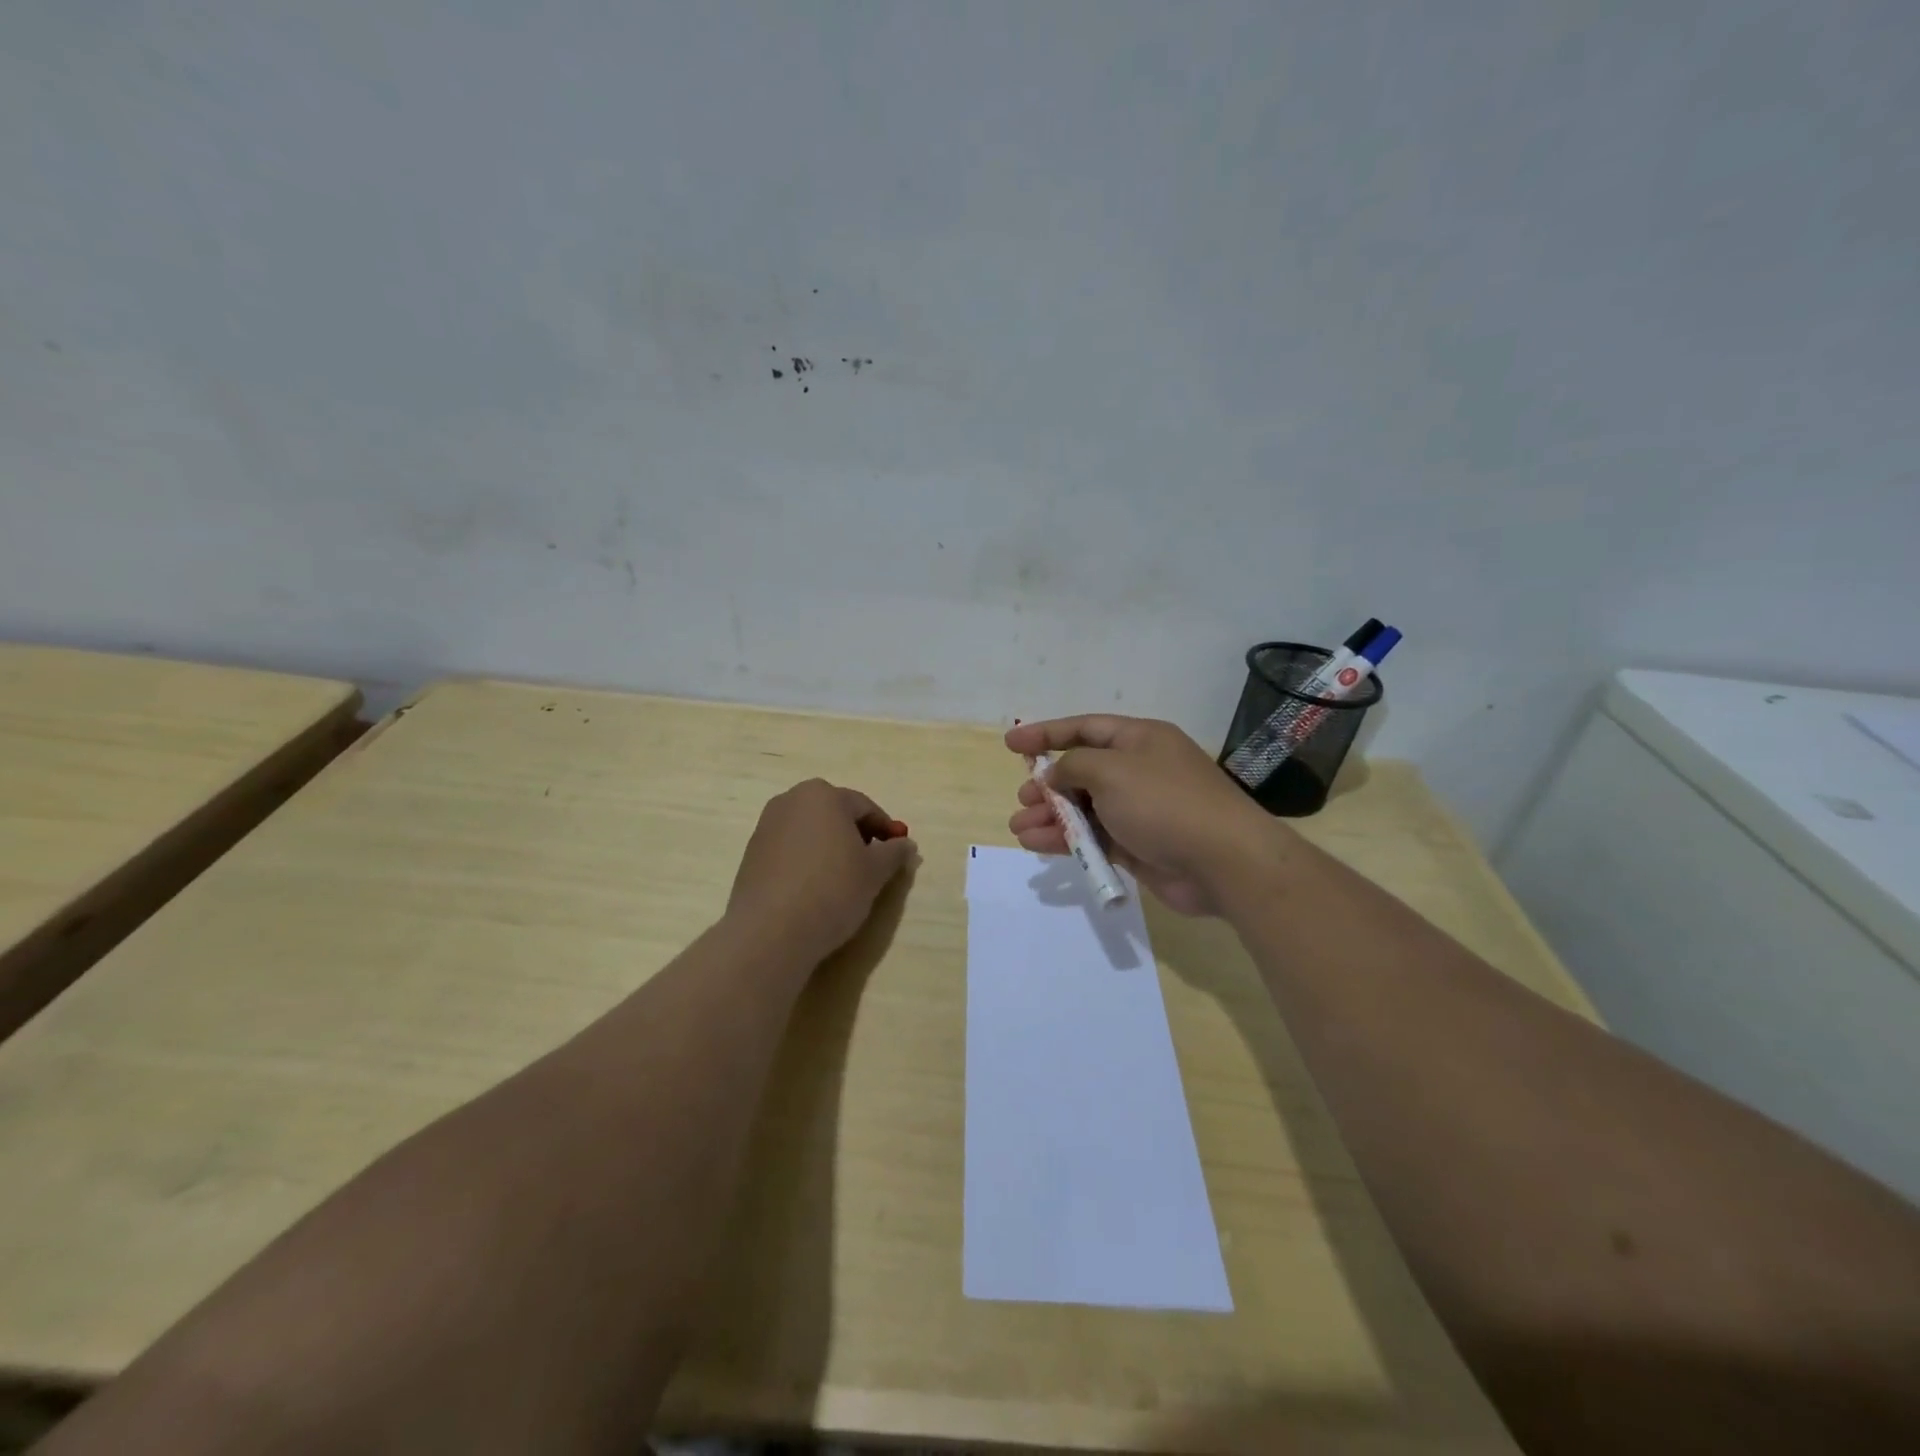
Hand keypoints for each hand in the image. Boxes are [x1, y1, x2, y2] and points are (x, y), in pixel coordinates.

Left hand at [727, 779, 917, 961]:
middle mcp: (790, 801)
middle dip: (856, 836)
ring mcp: (766, 827)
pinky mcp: (751, 854)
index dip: (885, 830)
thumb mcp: (875, 872)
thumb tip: (906, 844)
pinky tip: (814, 890)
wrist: (771, 931)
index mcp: (823, 795)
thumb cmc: (832, 889)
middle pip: (835, 815)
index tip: (896, 854)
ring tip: (843, 881)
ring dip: (830, 849)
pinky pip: (790, 851)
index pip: (865, 807)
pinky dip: (807, 862)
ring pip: (811, 833)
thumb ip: (894, 853)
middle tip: (872, 867)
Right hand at [1005, 715, 1285, 915]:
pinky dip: (1068, 840)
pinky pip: (1095, 837)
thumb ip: (1073, 767)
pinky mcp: (1138, 845)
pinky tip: (1039, 845)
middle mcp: (1139, 770)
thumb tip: (1054, 775)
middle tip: (1023, 799)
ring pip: (1085, 808)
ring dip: (1052, 817)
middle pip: (1083, 771)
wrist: (1222, 861)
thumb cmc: (1164, 802)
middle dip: (1048, 785)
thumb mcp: (1111, 771)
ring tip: (1019, 828)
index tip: (1011, 744)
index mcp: (1139, 740)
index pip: (1084, 728)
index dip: (1046, 734)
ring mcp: (1140, 809)